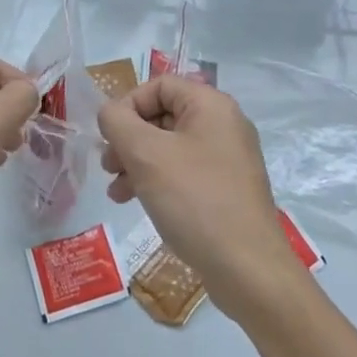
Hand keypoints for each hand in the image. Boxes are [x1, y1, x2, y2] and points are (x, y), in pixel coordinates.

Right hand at [98, 77, 296, 315]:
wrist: (249, 271)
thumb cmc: (195, 200)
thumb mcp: (145, 154)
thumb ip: (117, 121)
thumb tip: (109, 114)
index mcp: (211, 105)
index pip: (158, 85)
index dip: (127, 105)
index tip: (109, 136)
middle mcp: (223, 125)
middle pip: (162, 115)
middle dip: (128, 138)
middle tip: (108, 165)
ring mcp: (228, 159)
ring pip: (169, 146)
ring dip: (136, 161)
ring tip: (116, 190)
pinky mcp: (226, 189)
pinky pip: (183, 171)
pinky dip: (156, 180)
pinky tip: (136, 201)